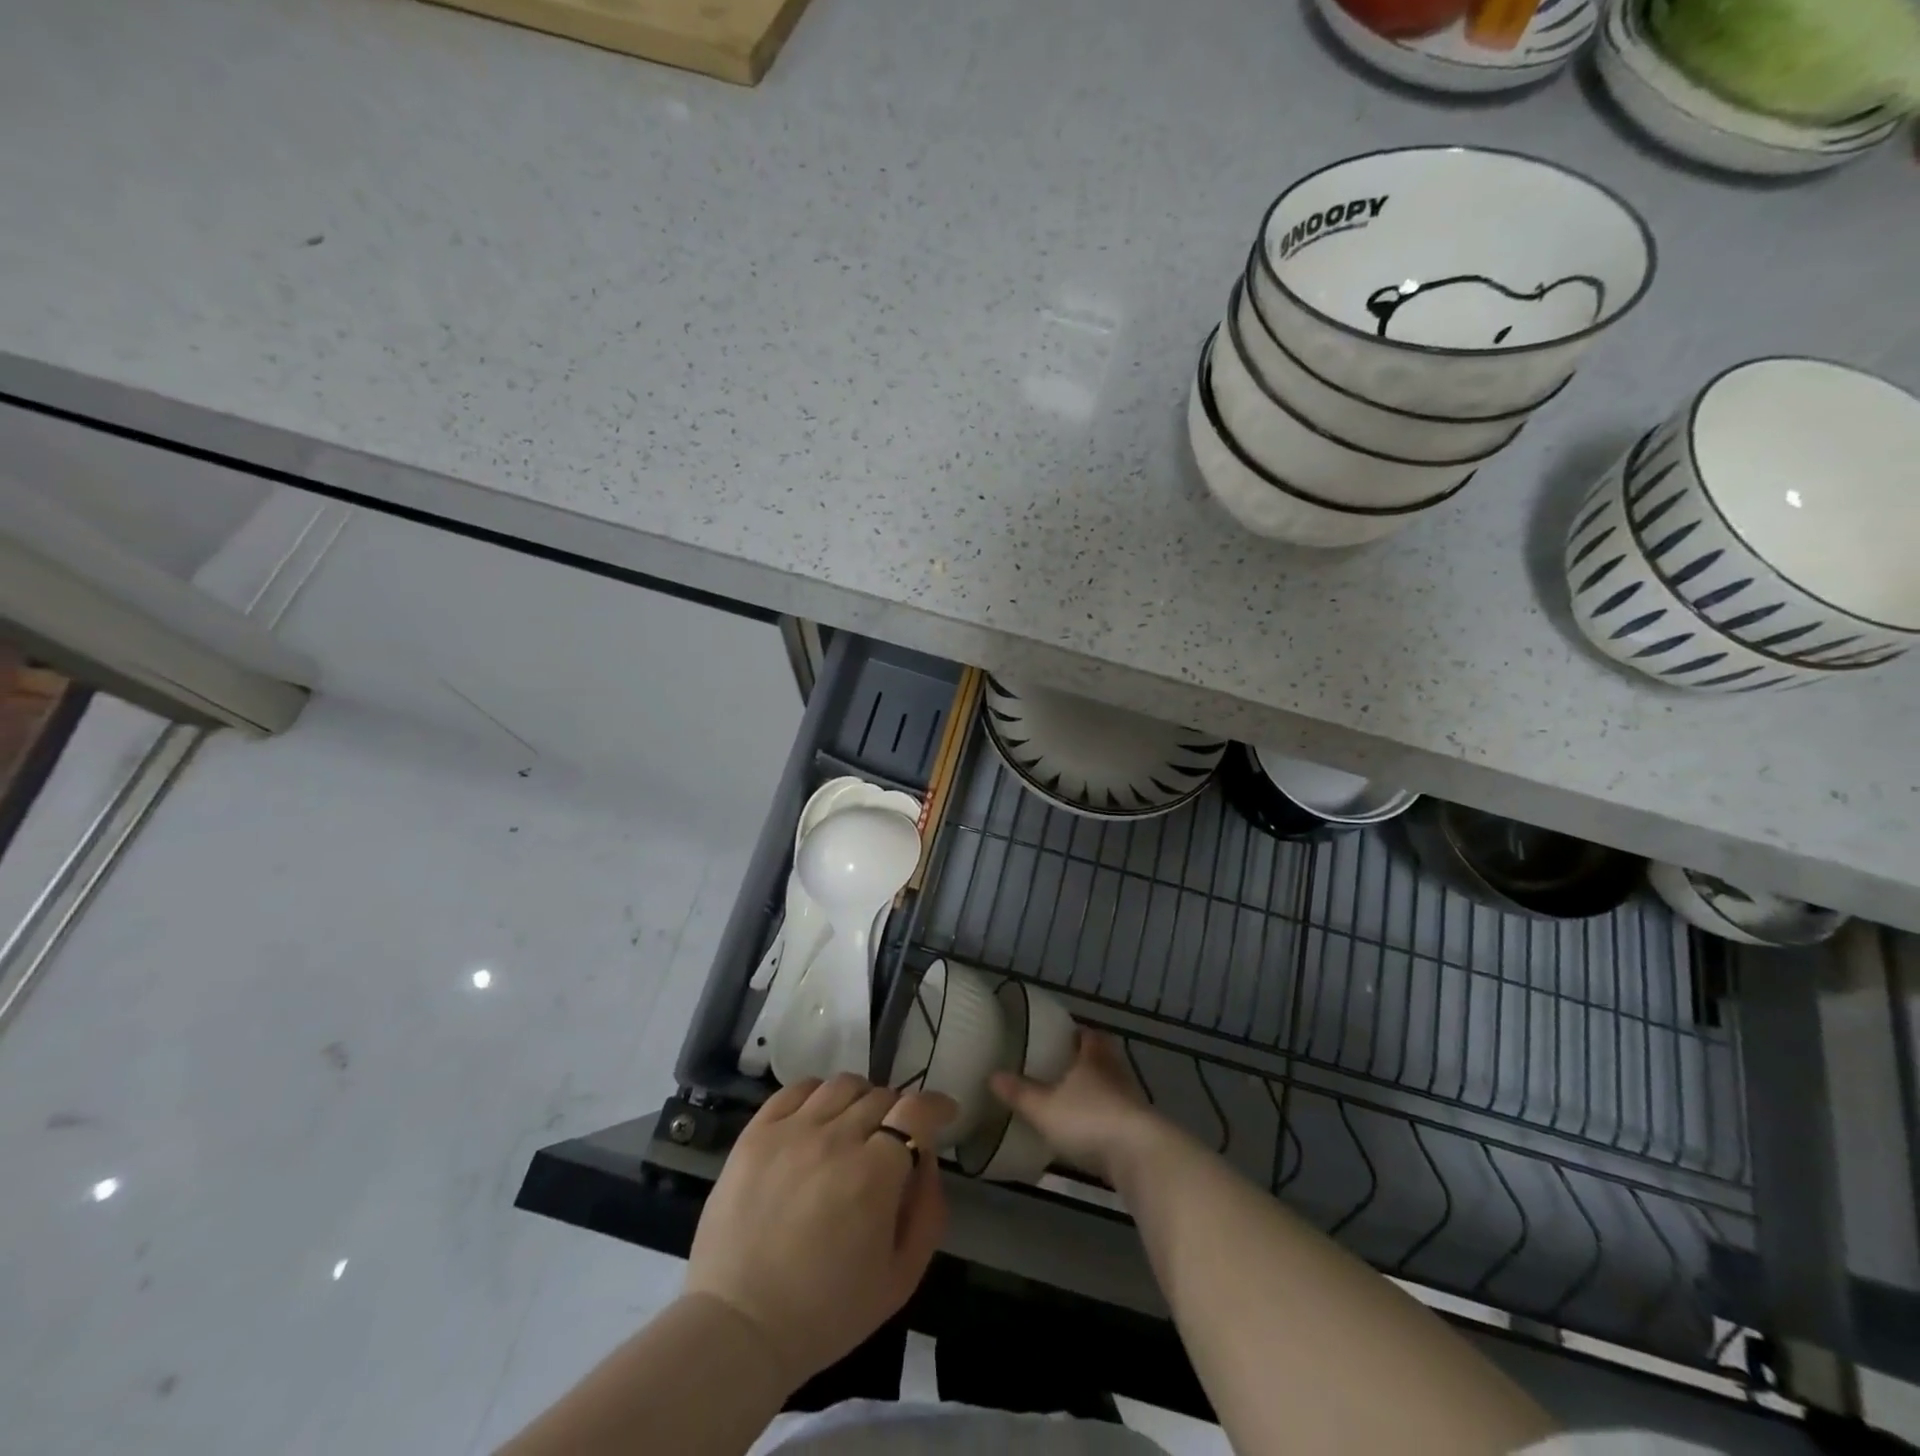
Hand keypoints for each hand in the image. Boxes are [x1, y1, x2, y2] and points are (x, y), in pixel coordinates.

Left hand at [684, 1075, 956, 1388]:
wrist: (737, 1329)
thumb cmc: (825, 1313)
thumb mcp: (900, 1278)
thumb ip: (928, 1211)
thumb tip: (927, 1160)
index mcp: (873, 1175)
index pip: (915, 1111)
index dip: (936, 1107)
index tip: (944, 1115)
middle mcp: (835, 1139)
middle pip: (881, 1096)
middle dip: (898, 1113)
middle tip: (893, 1140)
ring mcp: (791, 1131)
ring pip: (842, 1085)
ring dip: (861, 1099)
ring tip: (856, 1125)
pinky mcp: (756, 1133)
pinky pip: (796, 1089)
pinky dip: (818, 1094)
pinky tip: (818, 1118)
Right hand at [990, 1029, 1169, 1185]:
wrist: (1140, 1157)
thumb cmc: (1089, 1120)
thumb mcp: (1045, 1108)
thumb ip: (1019, 1093)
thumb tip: (992, 1075)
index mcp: (1094, 1057)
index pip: (1088, 1035)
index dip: (1077, 1033)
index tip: (1063, 1036)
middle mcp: (1116, 1072)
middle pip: (1104, 1058)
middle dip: (1088, 1060)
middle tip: (1065, 1066)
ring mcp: (1132, 1101)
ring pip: (1113, 1086)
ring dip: (1098, 1090)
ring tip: (1074, 1099)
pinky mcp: (1141, 1129)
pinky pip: (1119, 1113)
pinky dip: (1106, 1117)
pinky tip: (1092, 1130)